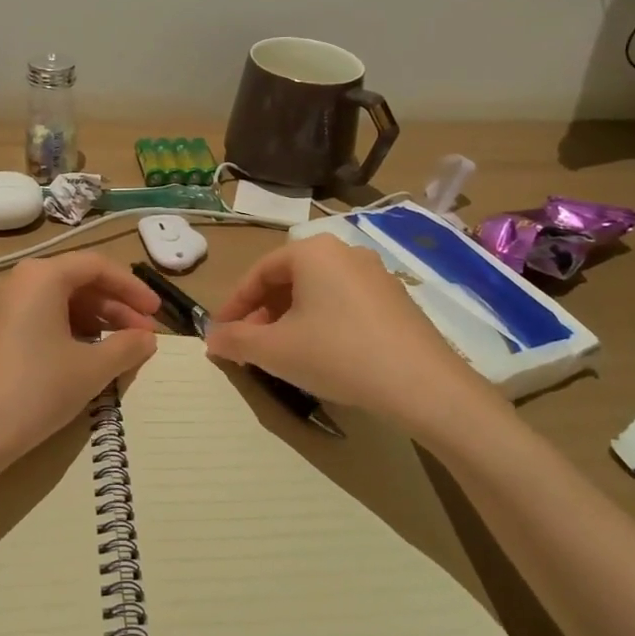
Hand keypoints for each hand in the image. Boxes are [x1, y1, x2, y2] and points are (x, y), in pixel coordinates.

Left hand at [0, 253, 159, 468]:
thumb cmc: (35, 391)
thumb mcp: (90, 369)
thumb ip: (126, 347)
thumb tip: (146, 338)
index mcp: (40, 276)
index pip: (97, 266)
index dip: (132, 288)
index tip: (155, 313)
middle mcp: (14, 281)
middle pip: (75, 282)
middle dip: (114, 307)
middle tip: (142, 336)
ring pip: (54, 301)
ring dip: (91, 320)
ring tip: (115, 350)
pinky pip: (33, 317)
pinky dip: (63, 329)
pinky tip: (79, 357)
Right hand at [204, 233, 500, 436]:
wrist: (422, 384)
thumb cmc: (337, 355)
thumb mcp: (275, 350)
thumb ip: (236, 341)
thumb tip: (212, 338)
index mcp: (312, 251)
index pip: (258, 273)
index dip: (234, 305)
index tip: (221, 334)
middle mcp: (344, 252)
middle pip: (288, 279)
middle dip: (263, 313)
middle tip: (250, 345)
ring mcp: (375, 273)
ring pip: (317, 292)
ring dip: (291, 318)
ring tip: (282, 352)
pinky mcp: (396, 298)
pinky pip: (344, 302)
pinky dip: (322, 322)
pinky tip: (322, 354)